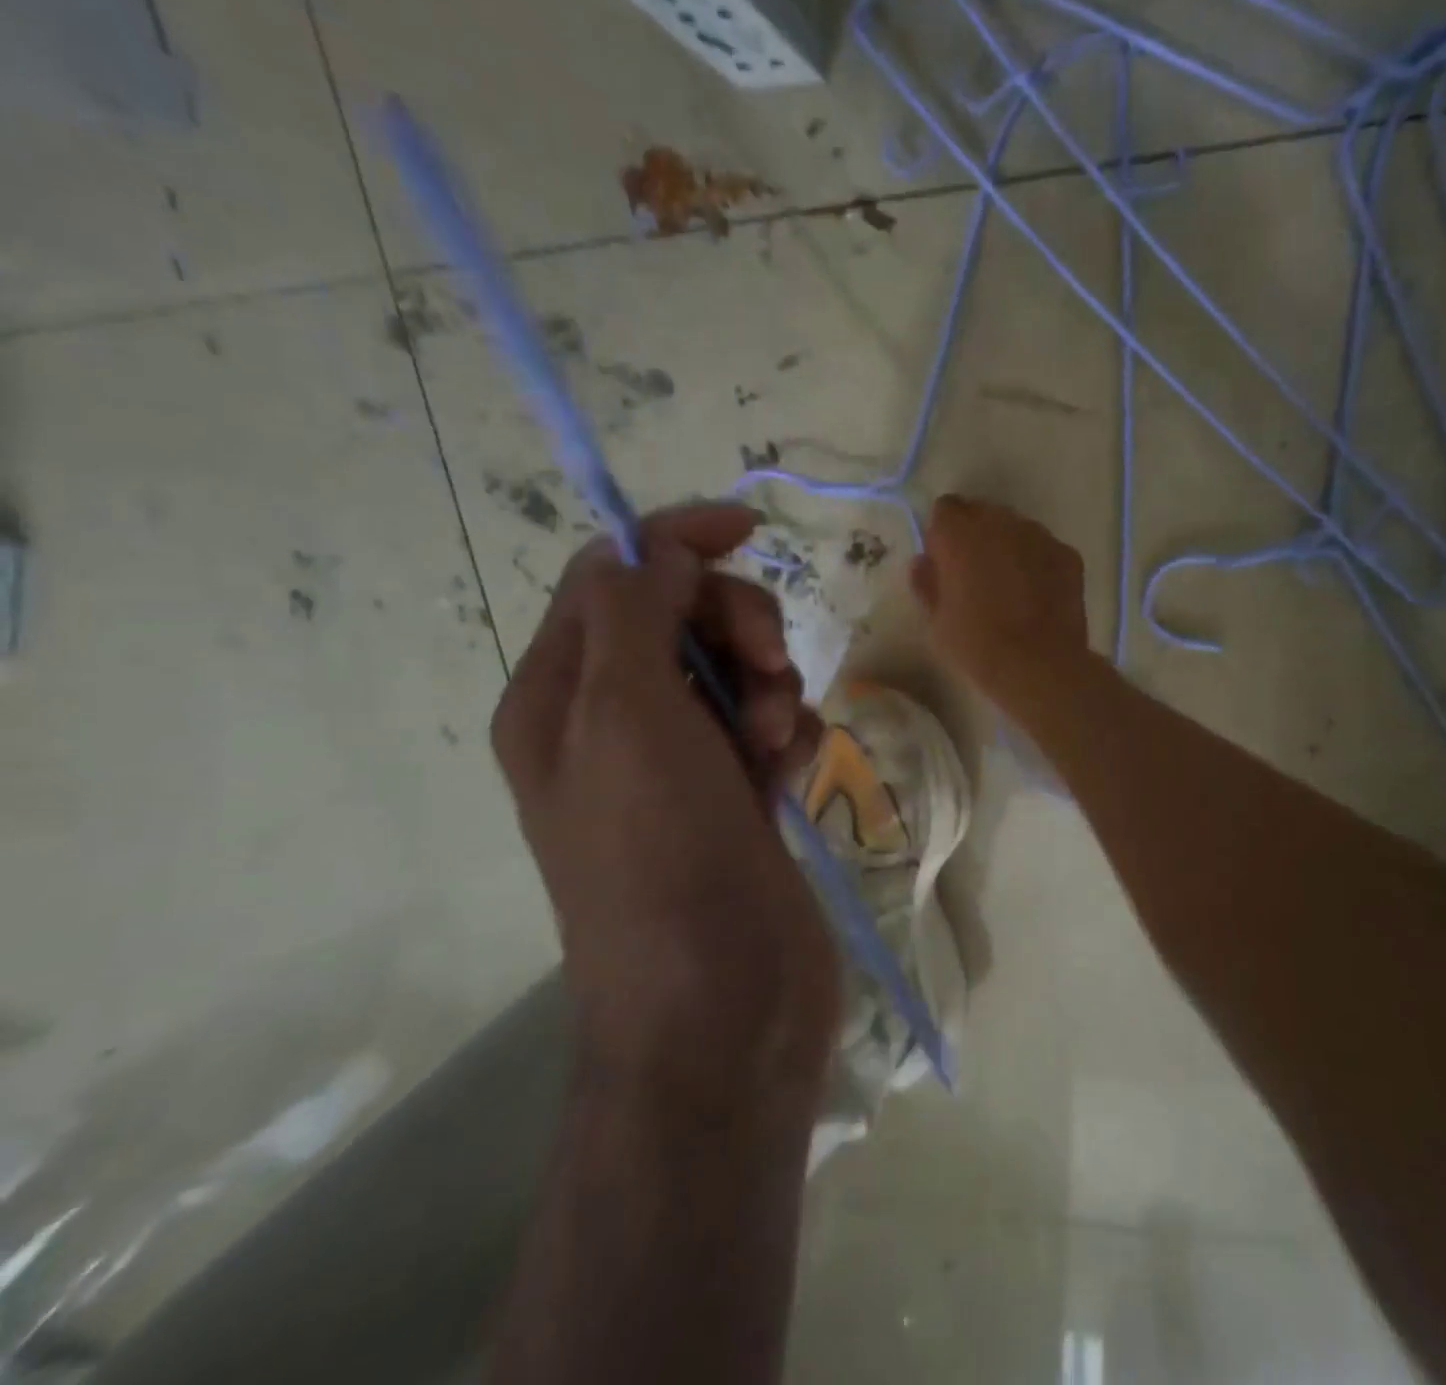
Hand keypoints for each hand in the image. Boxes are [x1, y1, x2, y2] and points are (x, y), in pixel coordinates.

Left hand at [492, 504, 839, 1106]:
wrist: (718, 1008)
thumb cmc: (660, 856)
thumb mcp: (627, 717)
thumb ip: (634, 613)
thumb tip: (655, 543)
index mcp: (563, 695)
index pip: (615, 577)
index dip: (677, 540)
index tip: (748, 527)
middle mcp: (616, 721)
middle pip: (685, 616)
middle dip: (736, 626)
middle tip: (762, 670)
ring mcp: (682, 761)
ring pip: (739, 670)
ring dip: (769, 686)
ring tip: (773, 743)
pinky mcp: (739, 795)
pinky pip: (772, 725)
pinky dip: (789, 734)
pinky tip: (792, 774)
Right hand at [911, 495, 1089, 697]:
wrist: (1039, 665)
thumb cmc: (978, 646)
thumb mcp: (937, 622)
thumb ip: (927, 584)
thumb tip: (923, 563)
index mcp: (959, 535)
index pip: (945, 509)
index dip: (943, 534)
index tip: (944, 562)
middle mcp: (999, 523)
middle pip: (981, 512)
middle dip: (975, 534)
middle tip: (975, 573)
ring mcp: (1038, 535)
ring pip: (1015, 527)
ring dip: (1007, 545)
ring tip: (1008, 585)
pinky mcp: (1067, 554)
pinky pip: (1043, 547)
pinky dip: (1036, 561)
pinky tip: (1036, 594)